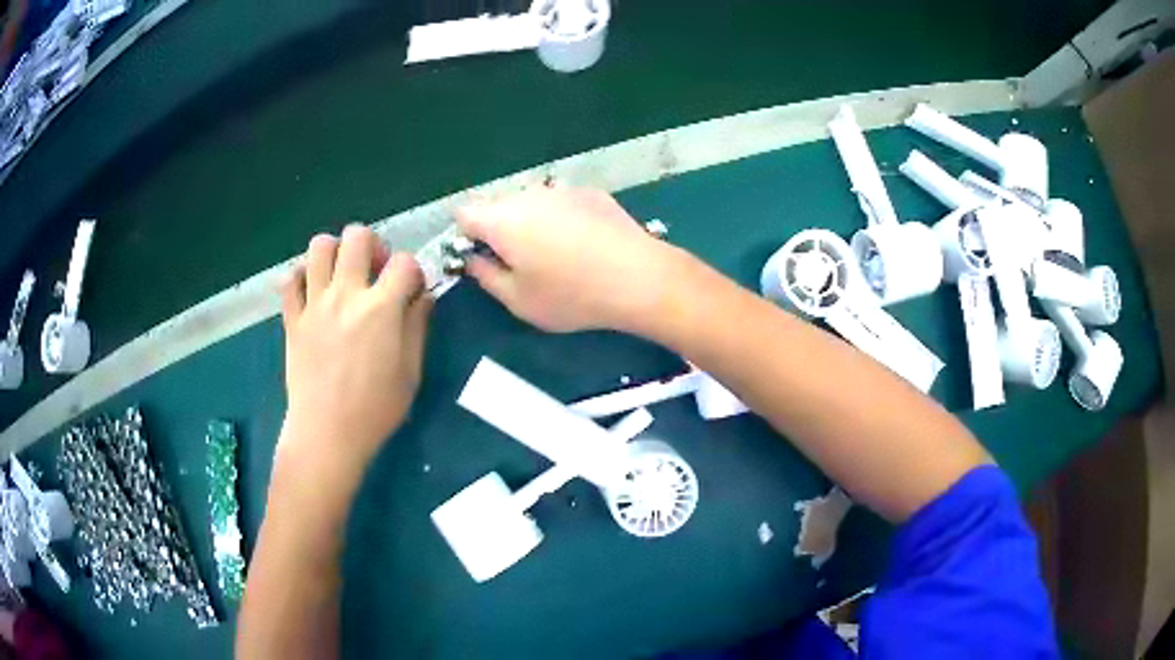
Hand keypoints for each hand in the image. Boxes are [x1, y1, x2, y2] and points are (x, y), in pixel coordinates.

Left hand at [278, 225, 431, 478]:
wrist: (327, 434)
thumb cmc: (375, 409)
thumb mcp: (411, 372)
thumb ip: (418, 326)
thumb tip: (423, 296)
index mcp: (380, 308)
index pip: (404, 262)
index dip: (414, 272)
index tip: (412, 292)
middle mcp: (346, 294)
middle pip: (357, 236)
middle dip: (373, 245)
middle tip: (375, 272)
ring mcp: (314, 304)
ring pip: (319, 246)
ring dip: (336, 252)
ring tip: (342, 275)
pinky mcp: (292, 318)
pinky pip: (290, 279)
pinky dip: (302, 276)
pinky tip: (313, 292)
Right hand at [456, 187, 683, 333]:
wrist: (638, 277)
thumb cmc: (570, 295)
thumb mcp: (517, 300)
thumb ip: (484, 276)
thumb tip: (472, 260)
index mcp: (501, 219)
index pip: (463, 213)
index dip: (466, 236)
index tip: (482, 258)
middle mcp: (527, 195)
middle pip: (497, 205)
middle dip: (498, 229)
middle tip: (519, 262)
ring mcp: (562, 189)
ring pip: (530, 202)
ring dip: (530, 222)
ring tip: (556, 254)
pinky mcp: (591, 192)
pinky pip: (561, 202)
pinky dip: (561, 217)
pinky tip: (583, 243)